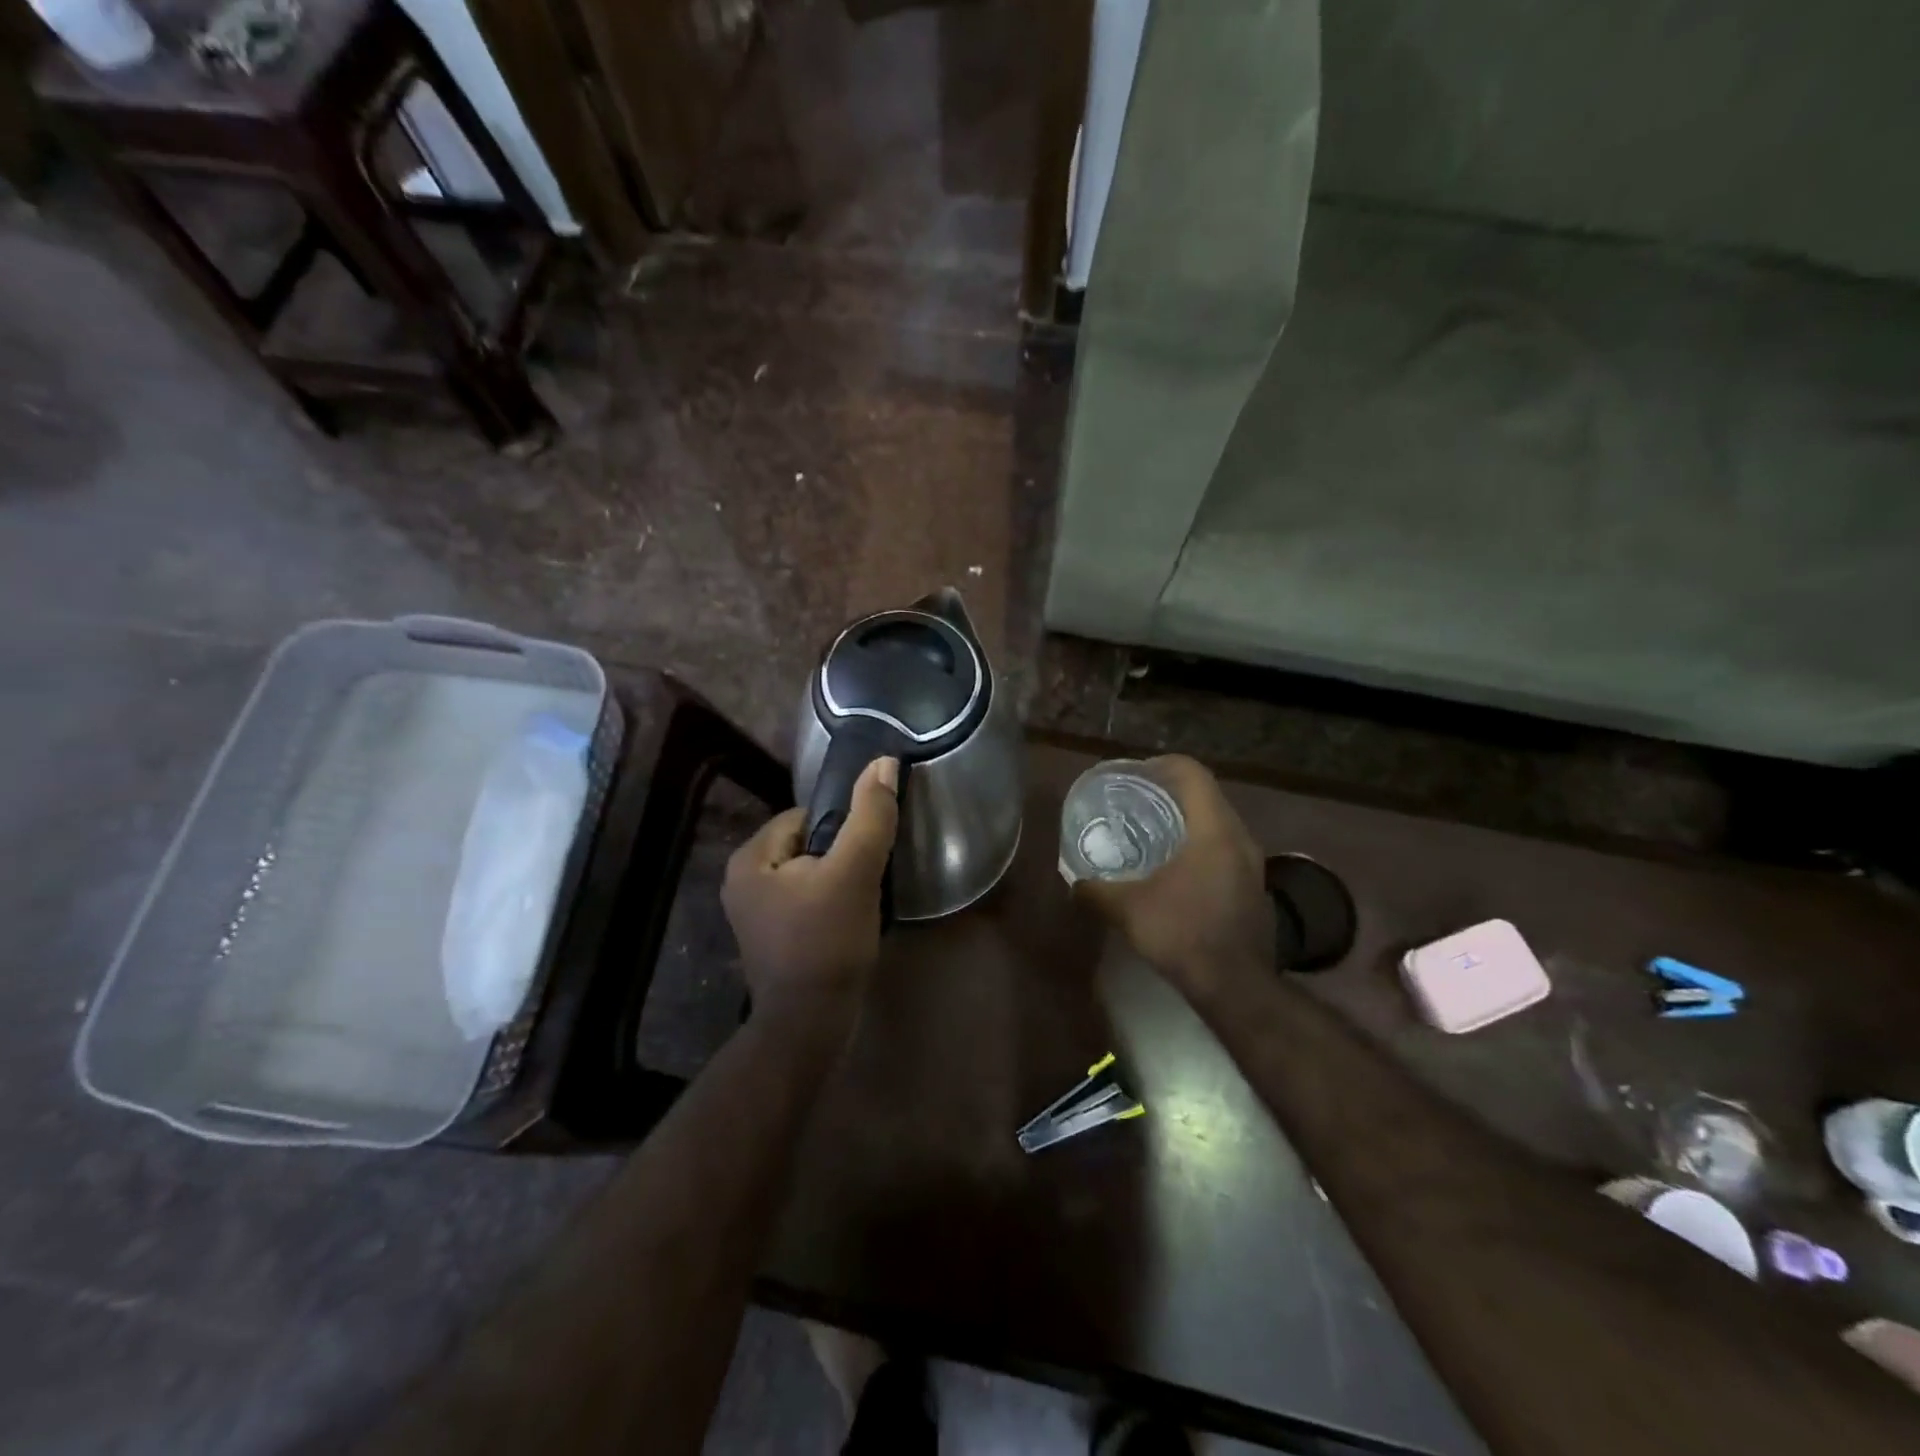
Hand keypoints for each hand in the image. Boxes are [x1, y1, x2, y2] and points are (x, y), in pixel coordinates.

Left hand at [722, 756, 900, 1019]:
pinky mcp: (772, 937)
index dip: (841, 828)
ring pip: (810, 873)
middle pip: (807, 844)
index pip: (804, 816)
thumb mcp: (854, 872)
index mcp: (750, 858)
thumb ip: (870, 816)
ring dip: (839, 879)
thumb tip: (884, 762)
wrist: (811, 1026)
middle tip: (868, 878)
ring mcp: (755, 913)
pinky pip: (806, 900)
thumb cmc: (828, 942)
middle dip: (841, 855)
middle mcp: (742, 881)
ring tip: (863, 899)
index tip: (866, 851)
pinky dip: (830, 902)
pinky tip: (850, 921)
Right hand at [1074, 755, 1274, 1002]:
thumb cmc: (1183, 935)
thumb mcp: (1127, 910)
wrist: (1236, 987)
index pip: (1193, 773)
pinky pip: (1224, 847)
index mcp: (1214, 830)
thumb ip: (1095, 891)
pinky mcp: (1253, 886)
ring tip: (1150, 831)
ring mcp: (1252, 863)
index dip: (1162, 765)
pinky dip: (1198, 844)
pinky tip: (1173, 868)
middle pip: (1206, 794)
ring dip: (1186, 819)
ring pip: (1217, 822)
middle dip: (1170, 791)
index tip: (1134, 774)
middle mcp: (1240, 838)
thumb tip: (1074, 883)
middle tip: (1135, 800)